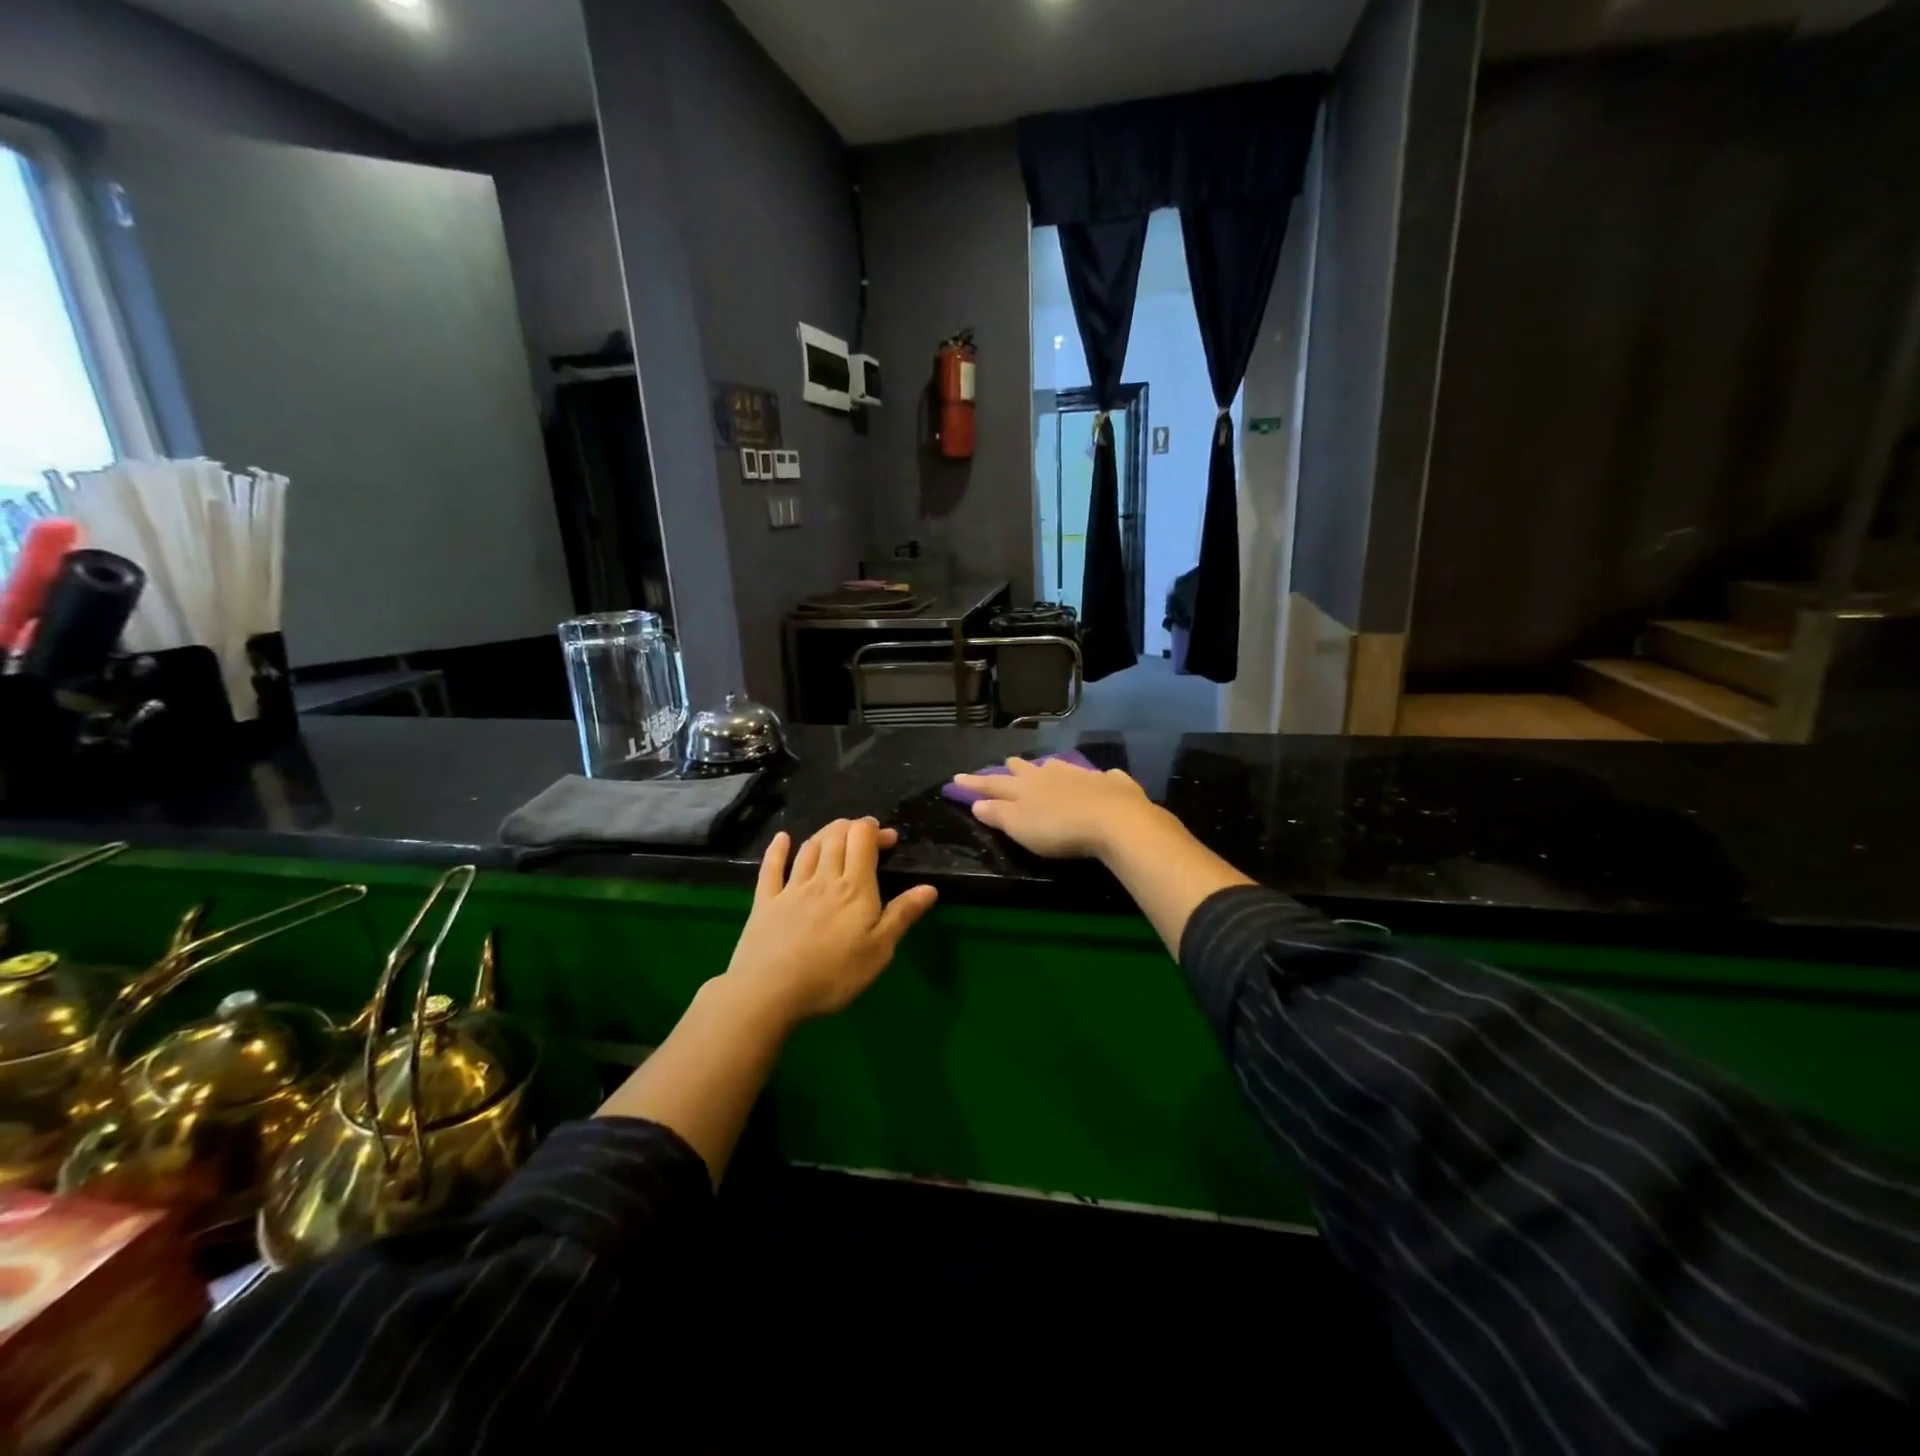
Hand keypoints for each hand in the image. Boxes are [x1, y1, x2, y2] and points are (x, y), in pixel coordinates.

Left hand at [720, 818, 938, 1024]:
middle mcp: (823, 878)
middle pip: (836, 837)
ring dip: (825, 834)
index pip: (862, 840)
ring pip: (809, 848)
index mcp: (854, 888)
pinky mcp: (765, 901)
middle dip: (852, 828)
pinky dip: (778, 849)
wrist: (769, 992)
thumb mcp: (879, 951)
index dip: (874, 830)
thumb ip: (902, 915)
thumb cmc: (833, 975)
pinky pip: (771, 867)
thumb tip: (929, 888)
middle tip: (864, 835)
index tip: (888, 838)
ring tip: (836, 835)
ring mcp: (791, 888)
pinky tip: (782, 838)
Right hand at [954, 757, 1159, 859]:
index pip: (993, 784)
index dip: (974, 783)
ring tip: (1047, 767)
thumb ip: (998, 814)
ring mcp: (1081, 775)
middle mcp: (1050, 775)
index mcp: (1024, 788)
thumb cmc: (1059, 829)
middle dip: (1014, 768)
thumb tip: (977, 803)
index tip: (957, 778)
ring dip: (1050, 767)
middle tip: (1007, 763)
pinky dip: (1096, 778)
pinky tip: (1102, 779)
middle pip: (1027, 770)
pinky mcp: (1110, 783)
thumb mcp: (1020, 827)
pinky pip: (1101, 777)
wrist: (1114, 819)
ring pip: (1060, 767)